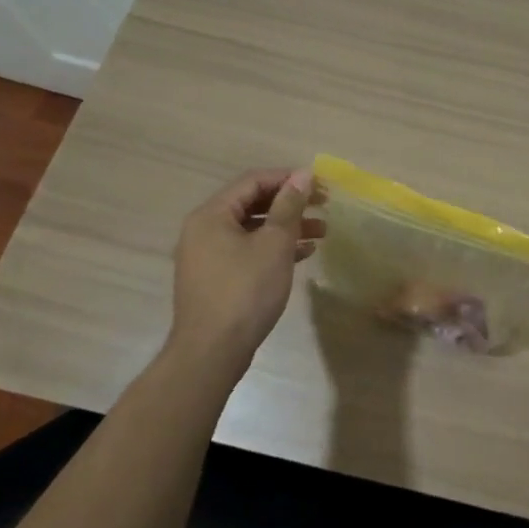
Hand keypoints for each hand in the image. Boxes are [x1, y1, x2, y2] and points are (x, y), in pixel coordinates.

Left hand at [171, 168, 325, 376]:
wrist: (212, 352)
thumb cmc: (245, 291)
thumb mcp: (274, 244)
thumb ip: (289, 206)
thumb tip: (303, 175)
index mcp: (212, 215)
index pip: (253, 181)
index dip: (288, 178)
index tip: (320, 184)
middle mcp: (204, 230)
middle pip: (252, 204)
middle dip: (290, 204)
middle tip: (324, 205)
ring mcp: (208, 256)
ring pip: (253, 229)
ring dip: (287, 227)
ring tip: (322, 231)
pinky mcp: (216, 279)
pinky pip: (248, 251)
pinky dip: (274, 248)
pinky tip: (303, 254)